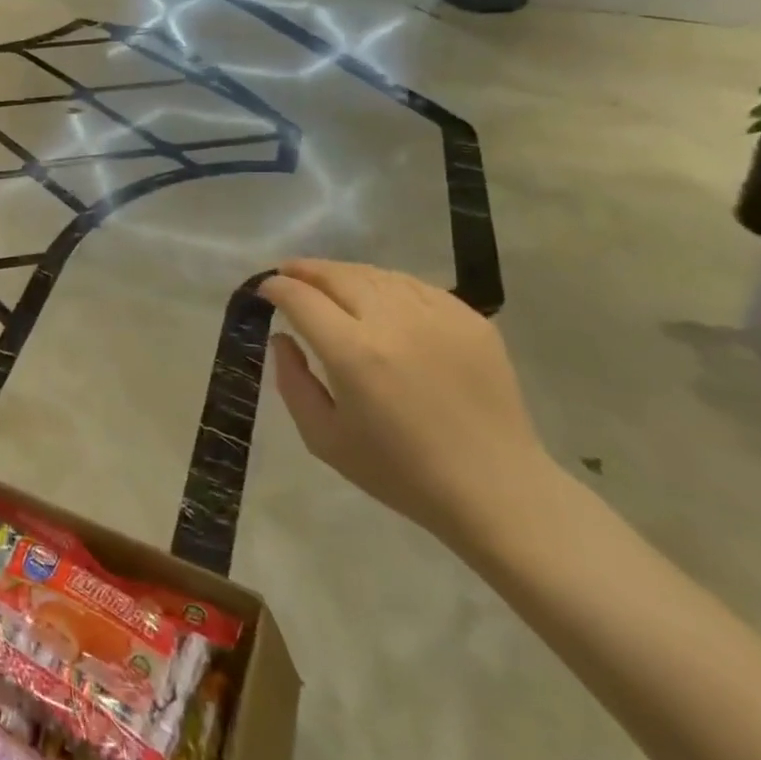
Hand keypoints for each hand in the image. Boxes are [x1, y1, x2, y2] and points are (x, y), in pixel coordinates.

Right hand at [259, 260, 552, 545]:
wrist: (495, 489)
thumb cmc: (400, 472)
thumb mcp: (324, 438)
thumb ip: (292, 381)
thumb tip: (282, 338)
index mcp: (353, 353)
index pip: (301, 298)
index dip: (277, 288)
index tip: (265, 289)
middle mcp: (393, 322)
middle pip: (337, 275)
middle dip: (305, 270)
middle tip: (289, 274)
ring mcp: (437, 315)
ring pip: (376, 274)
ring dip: (344, 274)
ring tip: (330, 284)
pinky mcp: (470, 319)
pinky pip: (416, 286)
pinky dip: (387, 284)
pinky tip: (379, 298)